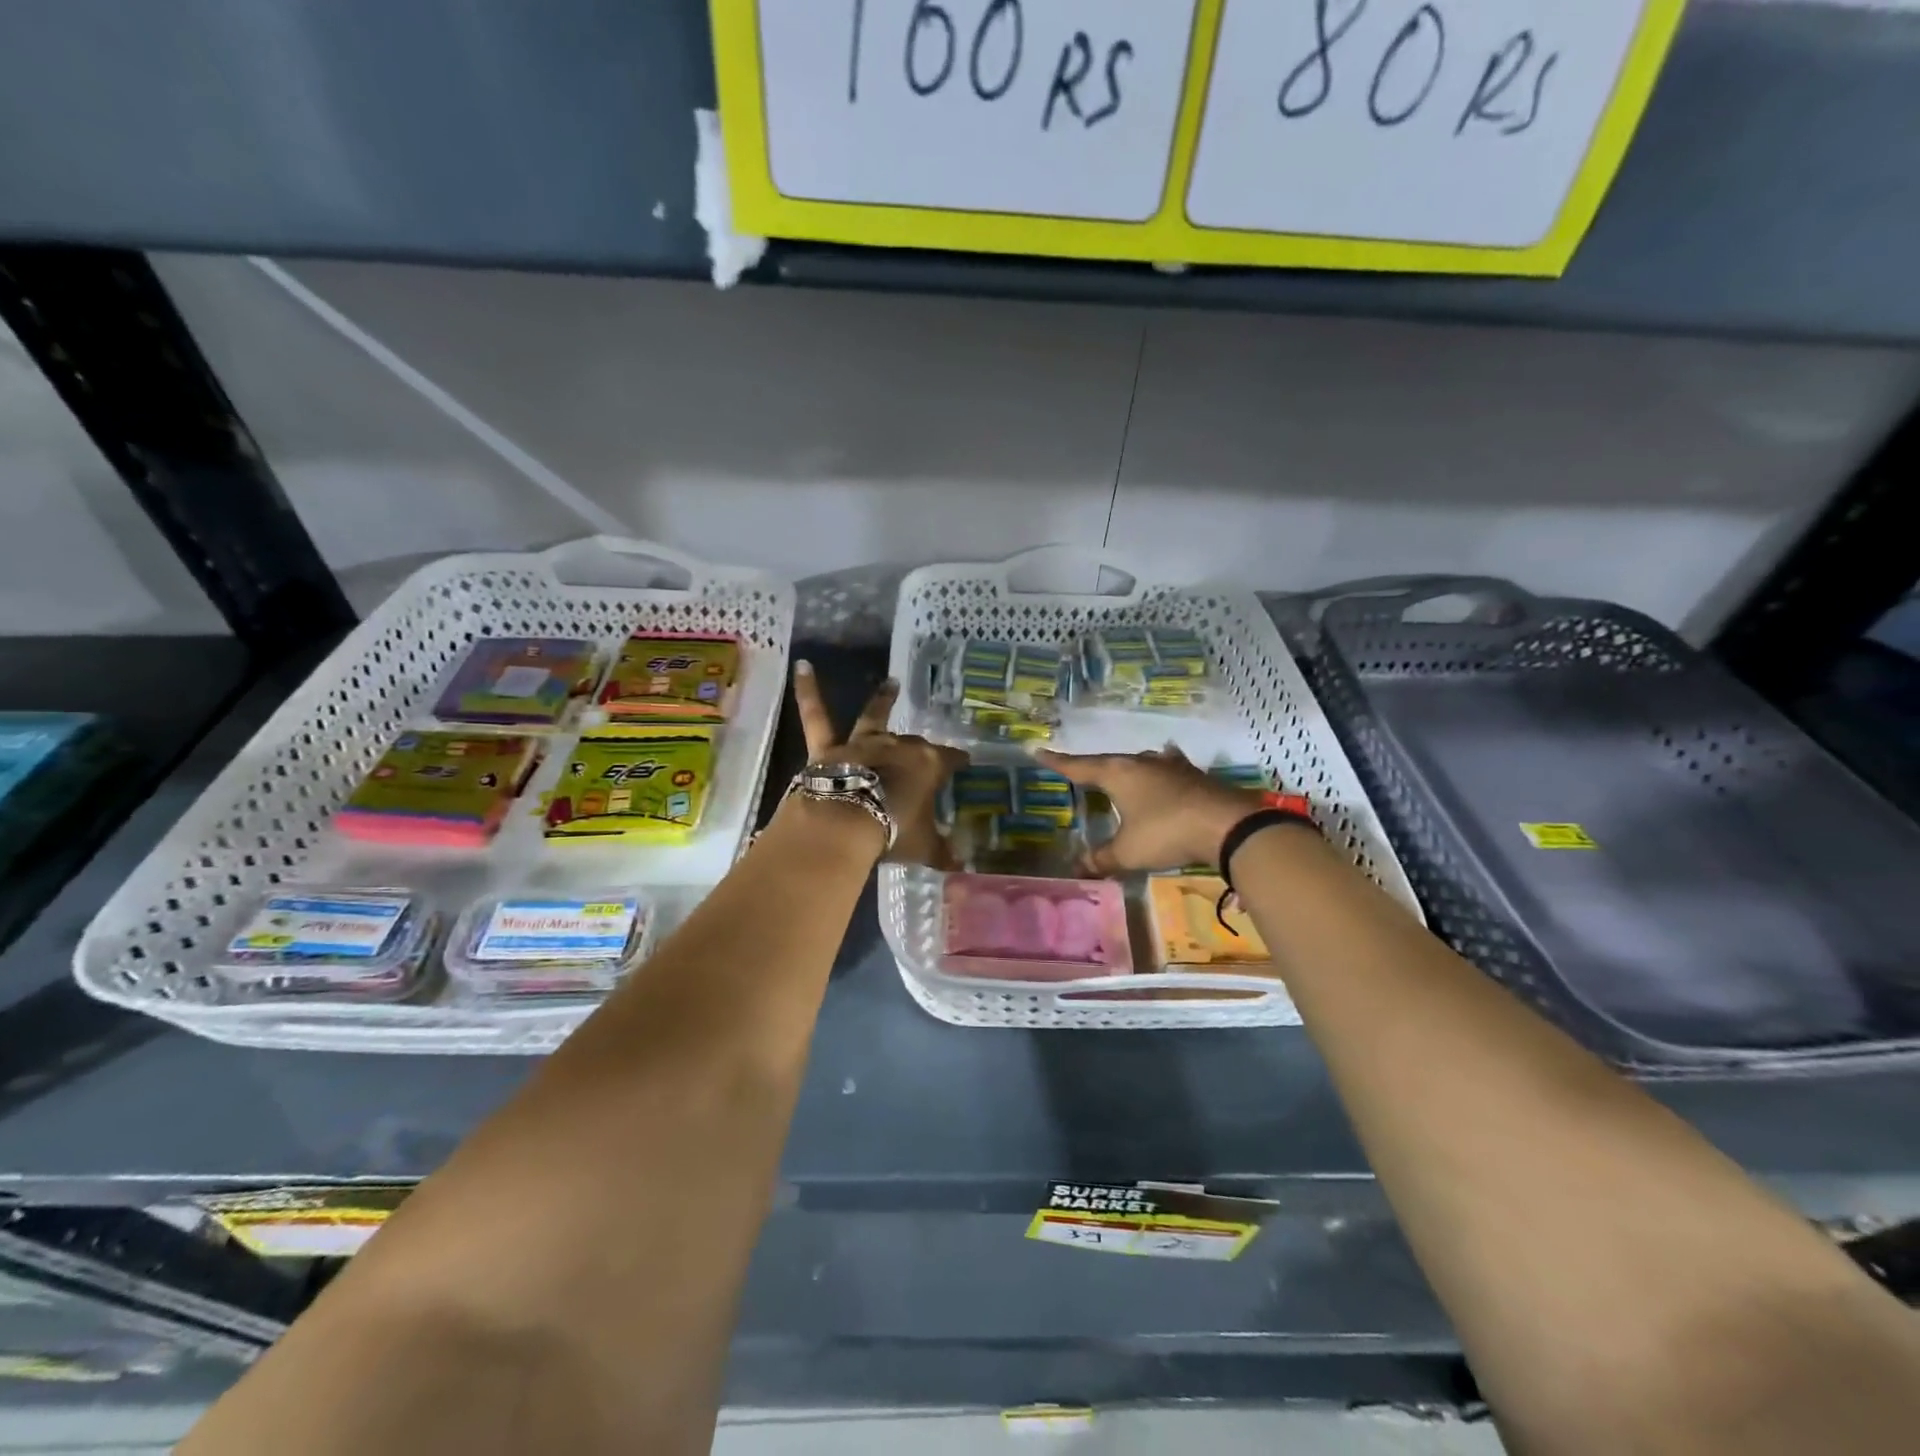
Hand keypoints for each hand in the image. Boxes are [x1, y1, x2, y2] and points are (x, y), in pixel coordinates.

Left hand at [793, 662, 967, 866]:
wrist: (846, 824)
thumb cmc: (893, 831)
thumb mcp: (924, 846)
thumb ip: (942, 852)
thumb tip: (961, 866)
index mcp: (928, 765)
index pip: (951, 759)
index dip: (958, 761)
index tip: (965, 763)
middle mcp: (898, 746)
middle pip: (914, 744)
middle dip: (920, 749)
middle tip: (925, 755)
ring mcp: (863, 743)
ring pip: (875, 716)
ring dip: (884, 700)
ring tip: (891, 683)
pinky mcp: (829, 748)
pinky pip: (816, 715)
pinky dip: (807, 690)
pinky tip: (801, 665)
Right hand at [1038, 745, 1263, 874]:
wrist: (1228, 825)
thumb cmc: (1166, 833)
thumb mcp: (1127, 852)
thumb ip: (1101, 858)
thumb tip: (1077, 866)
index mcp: (1118, 773)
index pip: (1079, 766)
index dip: (1057, 762)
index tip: (1037, 750)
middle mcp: (1142, 762)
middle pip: (1110, 762)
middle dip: (1094, 768)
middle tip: (1080, 772)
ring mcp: (1171, 766)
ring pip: (1141, 762)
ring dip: (1130, 769)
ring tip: (1123, 772)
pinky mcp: (1194, 776)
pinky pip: (1169, 768)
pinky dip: (1161, 771)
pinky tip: (1167, 767)